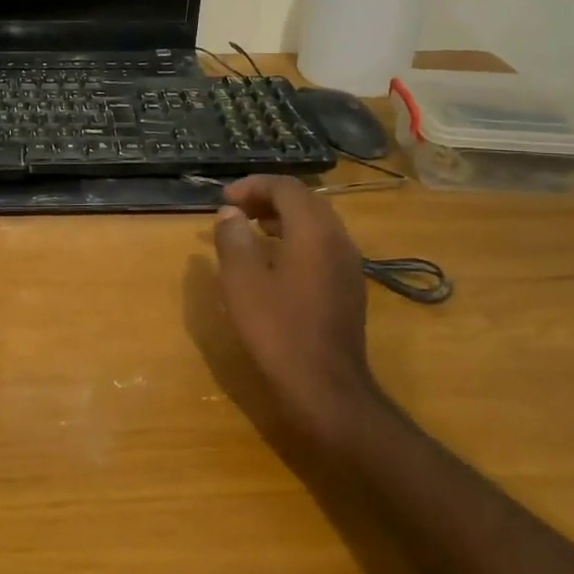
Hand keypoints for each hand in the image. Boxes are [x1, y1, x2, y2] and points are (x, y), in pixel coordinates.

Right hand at [212, 176, 381, 452]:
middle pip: (305, 201)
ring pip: (316, 223)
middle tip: (235, 210)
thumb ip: (233, 238)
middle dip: (268, 198)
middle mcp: (338, 240)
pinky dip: (295, 239)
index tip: (224, 199)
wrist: (325, 388)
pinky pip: (322, 246)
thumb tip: (229, 213)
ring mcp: (348, 265)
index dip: (253, 185)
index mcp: (314, 231)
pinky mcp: (348, 287)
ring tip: (249, 230)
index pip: (286, 187)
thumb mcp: (242, 281)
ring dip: (282, 218)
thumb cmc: (277, 330)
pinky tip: (273, 261)